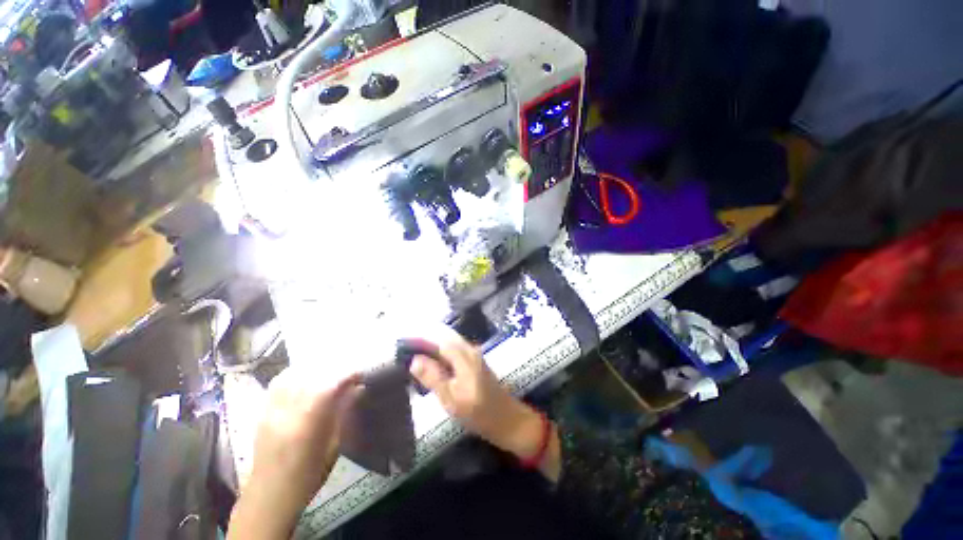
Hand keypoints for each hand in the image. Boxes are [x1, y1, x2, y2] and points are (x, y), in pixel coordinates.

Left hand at [228, 368, 359, 539]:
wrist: (269, 495)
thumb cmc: (308, 475)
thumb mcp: (333, 448)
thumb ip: (343, 414)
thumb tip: (358, 389)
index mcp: (306, 425)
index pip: (328, 386)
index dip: (347, 375)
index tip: (360, 375)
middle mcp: (286, 413)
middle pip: (310, 376)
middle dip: (332, 368)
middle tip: (346, 370)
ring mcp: (271, 411)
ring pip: (292, 376)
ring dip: (312, 368)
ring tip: (327, 370)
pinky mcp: (262, 412)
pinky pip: (278, 383)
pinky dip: (294, 374)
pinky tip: (304, 376)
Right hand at [410, 329, 560, 479]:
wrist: (507, 420)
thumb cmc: (478, 412)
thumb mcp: (451, 398)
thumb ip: (433, 376)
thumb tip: (414, 359)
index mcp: (464, 355)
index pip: (438, 339)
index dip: (420, 340)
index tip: (403, 346)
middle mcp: (469, 350)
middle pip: (444, 339)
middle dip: (425, 343)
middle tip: (406, 353)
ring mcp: (474, 356)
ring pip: (449, 345)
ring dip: (433, 349)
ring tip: (415, 360)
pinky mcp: (475, 363)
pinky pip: (455, 353)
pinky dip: (442, 356)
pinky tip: (433, 367)